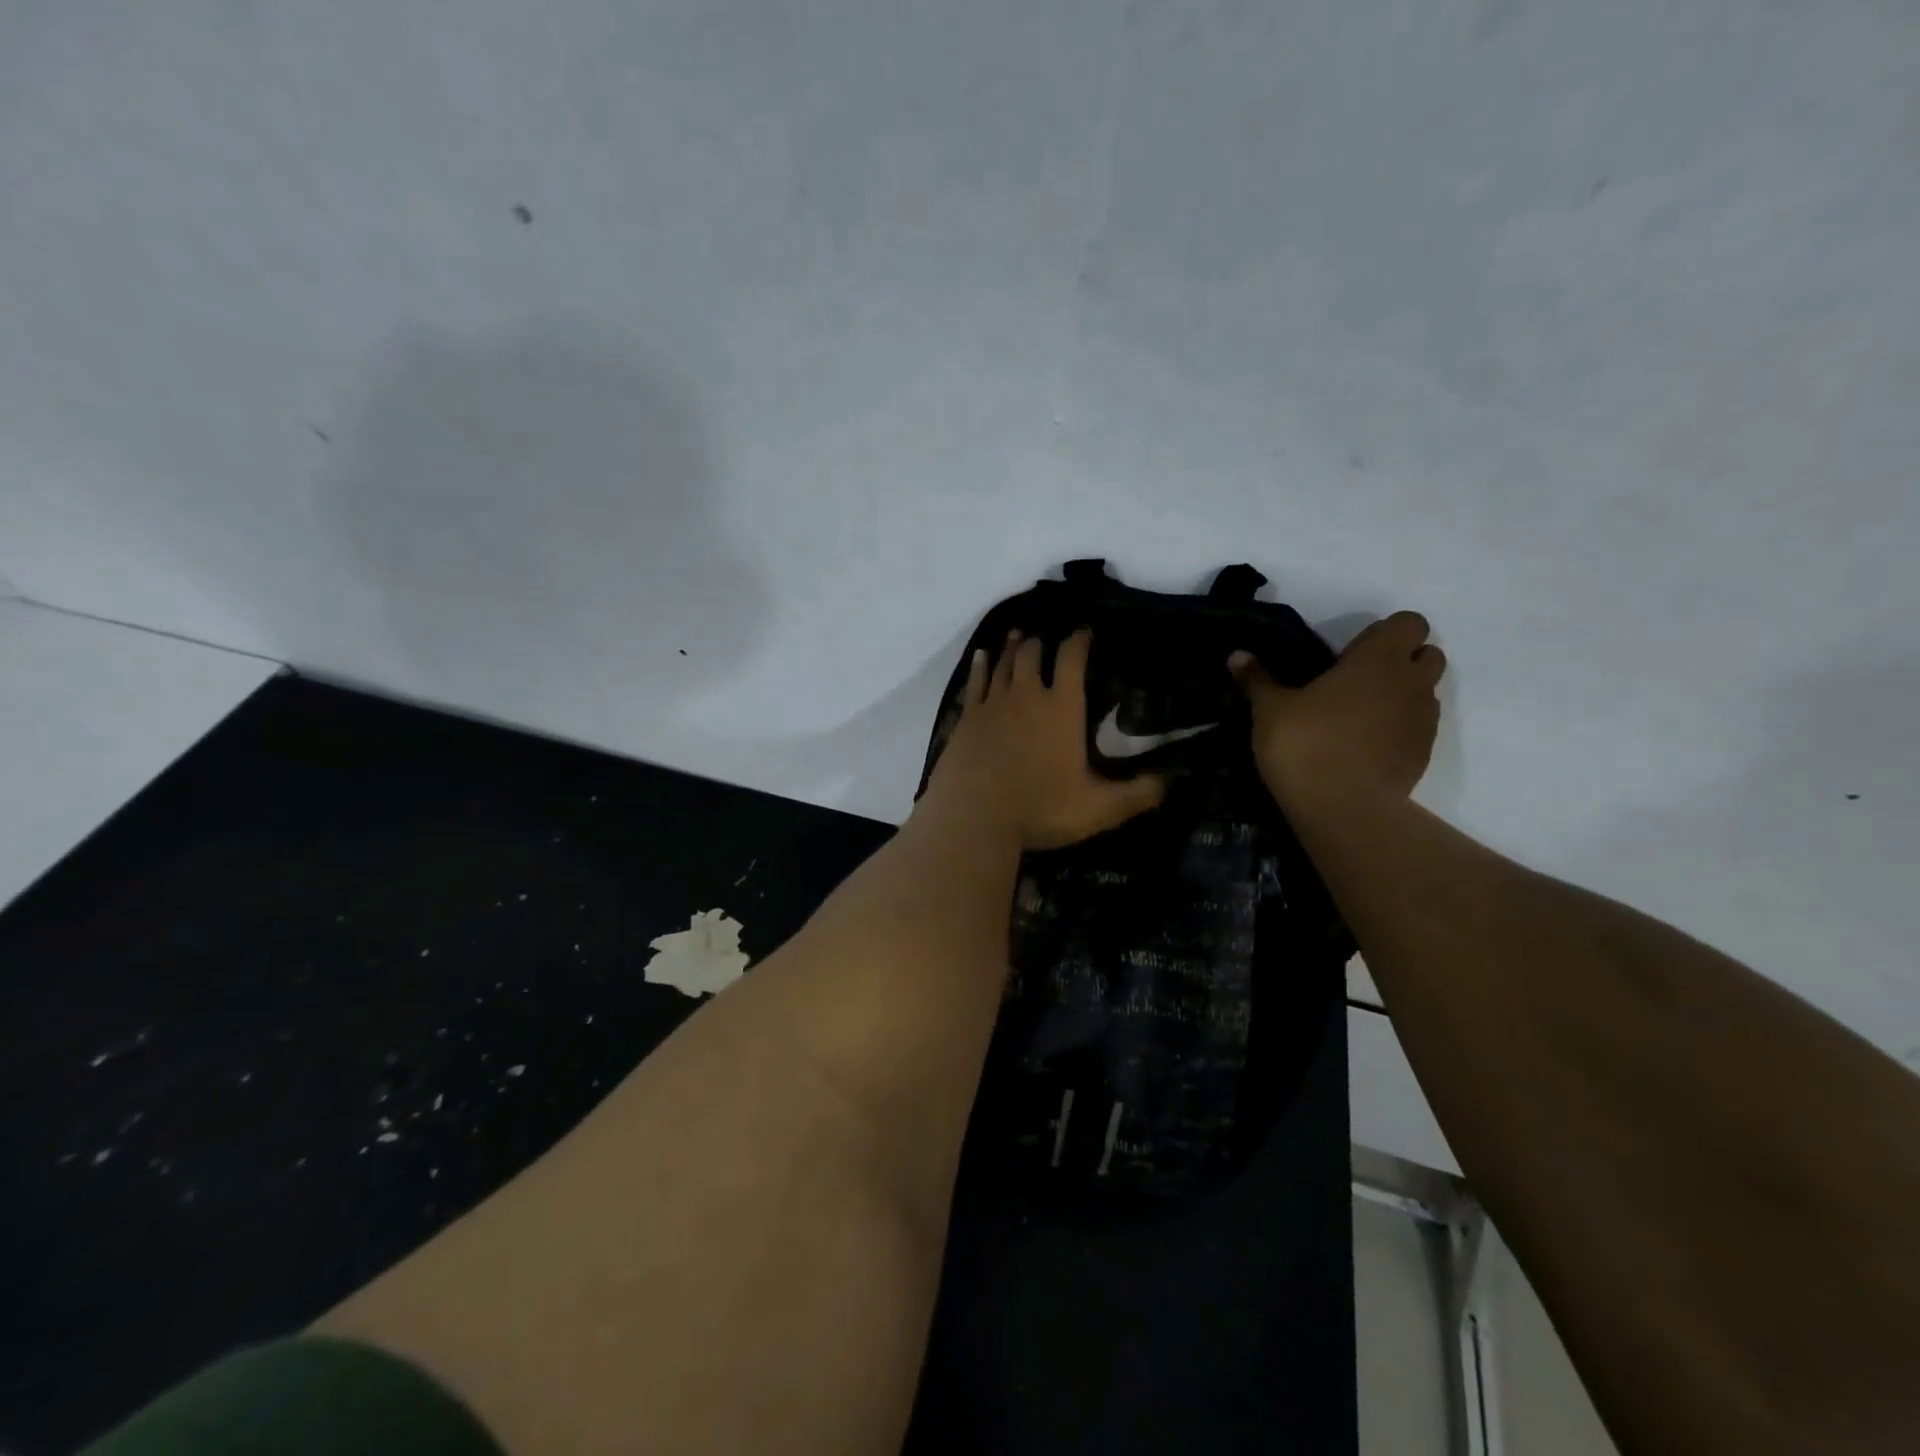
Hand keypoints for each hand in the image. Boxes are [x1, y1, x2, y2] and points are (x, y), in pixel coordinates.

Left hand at [920, 629, 1166, 850]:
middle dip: (1042, 642)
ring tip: (1019, 636)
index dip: (1079, 640)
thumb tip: (1169, 782)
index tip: (1084, 630)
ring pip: (1004, 663)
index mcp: (1062, 708)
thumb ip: (1137, 794)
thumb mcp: (1099, 809)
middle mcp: (1027, 696)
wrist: (974, 817)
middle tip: (1046, 637)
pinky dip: (980, 665)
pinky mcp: (967, 718)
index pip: (1072, 659)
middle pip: (1033, 654)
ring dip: (1013, 647)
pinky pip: (975, 681)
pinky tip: (981, 656)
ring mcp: (993, 704)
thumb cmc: (1040, 808)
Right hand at [1229, 611, 1445, 811]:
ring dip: (1402, 693)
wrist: (1343, 809)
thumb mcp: (1270, 710)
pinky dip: (1400, 727)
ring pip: (1426, 691)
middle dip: (1402, 660)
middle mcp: (1411, 682)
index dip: (1385, 631)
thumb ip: (1258, 679)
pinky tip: (1365, 745)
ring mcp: (1424, 720)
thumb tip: (1237, 655)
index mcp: (1378, 660)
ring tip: (1360, 714)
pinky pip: (1419, 726)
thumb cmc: (1306, 746)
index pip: (1409, 623)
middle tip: (1358, 679)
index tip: (1352, 651)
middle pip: (1428, 654)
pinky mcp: (1424, 753)